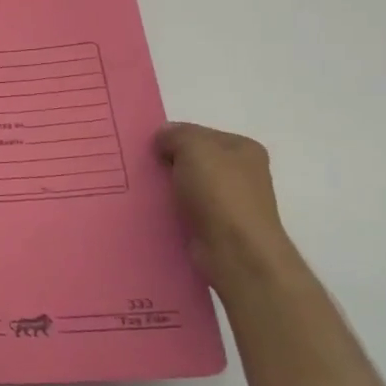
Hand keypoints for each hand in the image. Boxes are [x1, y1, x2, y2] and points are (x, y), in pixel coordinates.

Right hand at [154, 122, 296, 289]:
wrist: (236, 252)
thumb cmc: (220, 192)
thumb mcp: (194, 147)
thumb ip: (175, 134)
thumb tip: (163, 136)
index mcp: (243, 149)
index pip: (200, 133)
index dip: (173, 137)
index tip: (150, 148)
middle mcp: (242, 174)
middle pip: (195, 160)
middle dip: (169, 163)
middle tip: (142, 167)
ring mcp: (232, 203)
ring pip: (189, 186)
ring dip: (168, 188)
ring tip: (142, 190)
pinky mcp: (219, 228)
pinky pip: (188, 211)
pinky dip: (172, 211)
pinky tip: (155, 212)